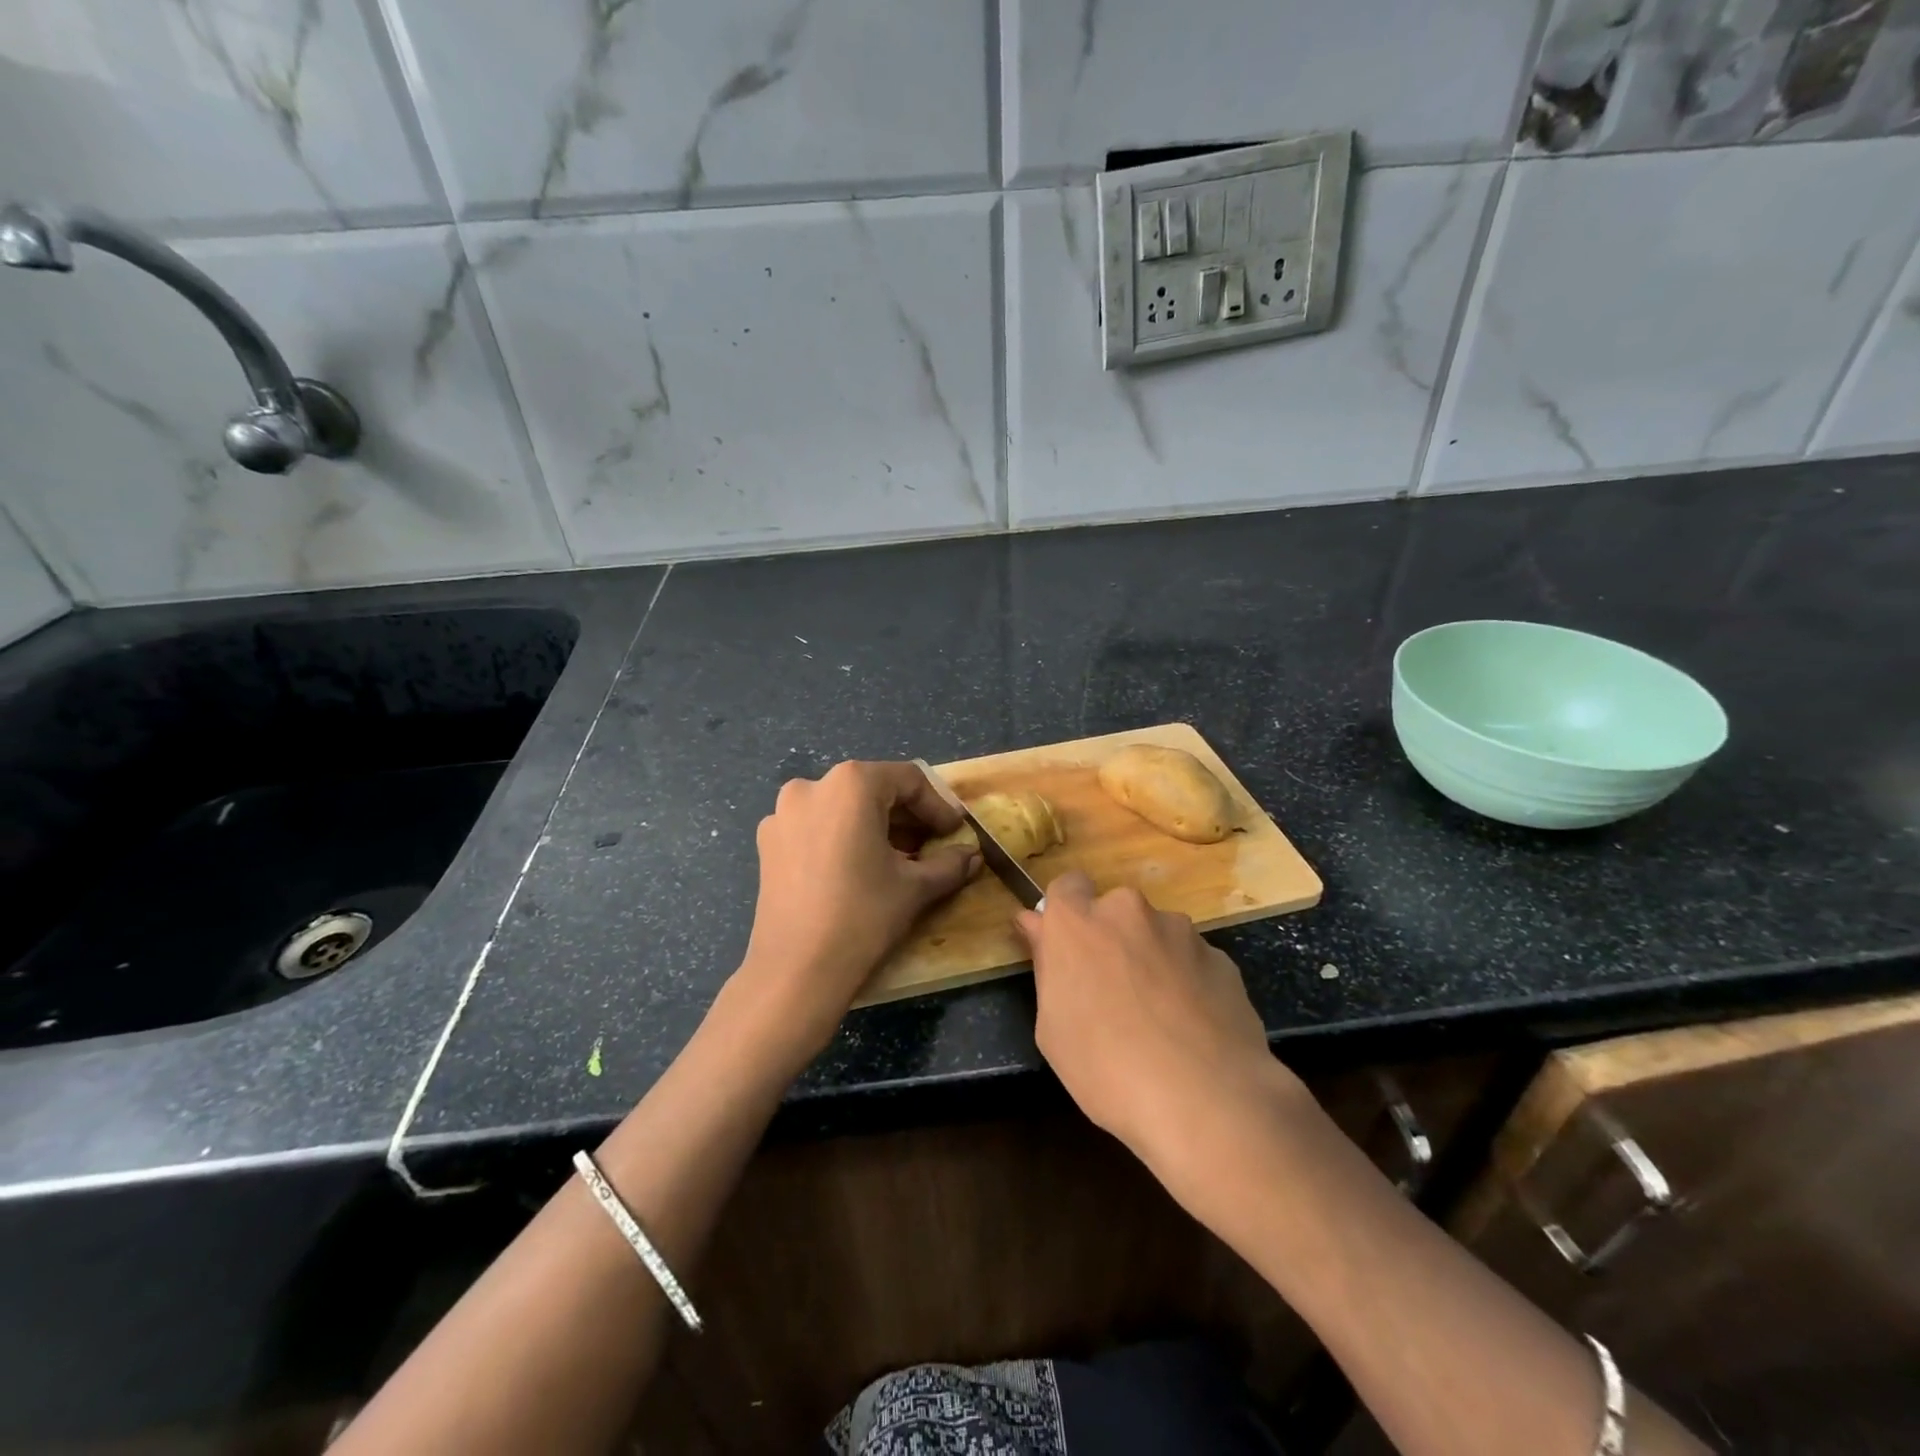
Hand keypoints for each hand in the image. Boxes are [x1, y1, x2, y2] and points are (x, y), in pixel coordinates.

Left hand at [736, 760, 977, 1059]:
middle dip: (907, 817)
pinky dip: (843, 839)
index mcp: (851, 784)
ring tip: (899, 860)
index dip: (938, 807)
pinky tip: (859, 871)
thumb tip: (973, 856)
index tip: (954, 833)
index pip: (908, 781)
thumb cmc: (863, 916)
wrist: (795, 972)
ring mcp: (782, 815)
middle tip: (932, 846)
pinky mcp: (768, 844)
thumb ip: (949, 864)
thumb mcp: (915, 887)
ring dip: (875, 828)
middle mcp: (812, 786)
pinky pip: (816, 828)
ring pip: (842, 809)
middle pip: (873, 790)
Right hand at [1016, 873, 1305, 1176]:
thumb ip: (1047, 966)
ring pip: (1156, 935)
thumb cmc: (1106, 1069)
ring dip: (1152, 960)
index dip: (1067, 914)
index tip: (1067, 948)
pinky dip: (1188, 983)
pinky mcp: (1221, 957)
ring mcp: (1180, 931)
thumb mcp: (1052, 1028)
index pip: (1066, 886)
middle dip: (1112, 940)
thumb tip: (1037, 926)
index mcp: (1077, 922)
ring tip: (1161, 1019)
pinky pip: (1192, 961)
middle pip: (1114, 912)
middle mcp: (1128, 910)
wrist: (1206, 1101)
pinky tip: (1192, 1029)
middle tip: (1113, 993)